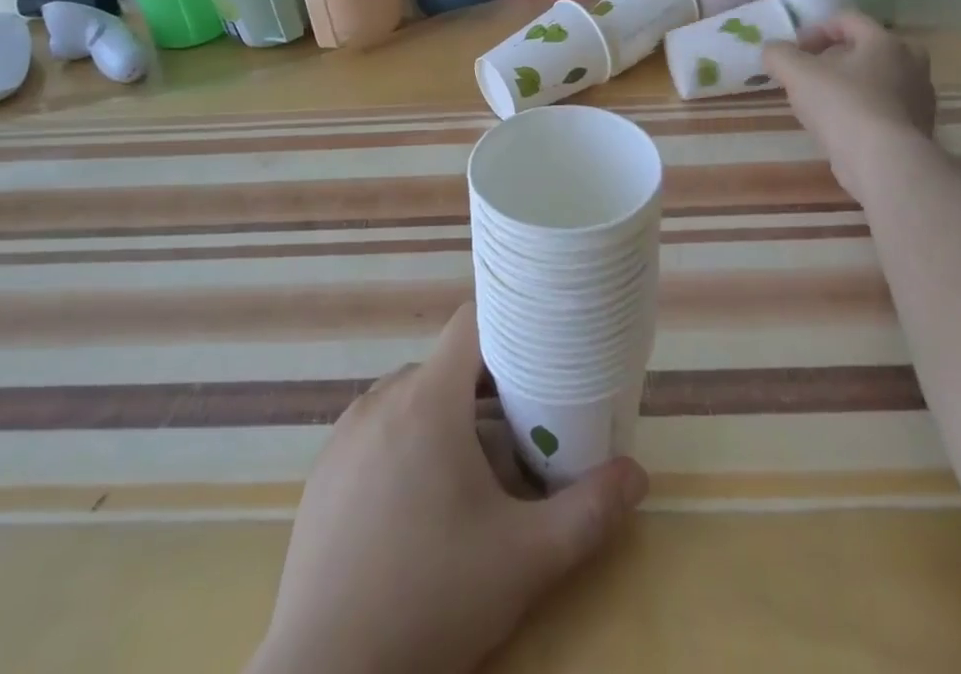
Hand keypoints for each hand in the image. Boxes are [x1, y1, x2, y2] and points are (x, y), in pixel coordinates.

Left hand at [249, 305, 648, 673]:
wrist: (324, 672)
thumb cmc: (430, 599)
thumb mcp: (524, 559)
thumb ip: (587, 511)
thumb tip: (637, 474)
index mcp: (428, 399)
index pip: (470, 322)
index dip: (507, 325)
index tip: (537, 350)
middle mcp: (382, 398)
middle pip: (445, 366)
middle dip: (484, 388)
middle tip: (519, 429)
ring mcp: (346, 433)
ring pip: (410, 398)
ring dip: (445, 416)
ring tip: (472, 471)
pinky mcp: (323, 469)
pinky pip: (376, 430)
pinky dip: (404, 443)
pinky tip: (416, 504)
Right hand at [763, 13, 936, 177]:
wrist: (884, 162)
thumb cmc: (842, 105)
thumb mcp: (796, 73)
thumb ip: (778, 55)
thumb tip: (773, 51)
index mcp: (884, 41)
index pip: (848, 19)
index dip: (815, 29)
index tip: (795, 50)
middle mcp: (910, 63)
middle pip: (867, 48)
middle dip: (837, 57)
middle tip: (812, 73)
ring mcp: (919, 98)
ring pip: (878, 80)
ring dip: (850, 85)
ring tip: (823, 104)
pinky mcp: (919, 129)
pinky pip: (886, 108)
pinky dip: (863, 110)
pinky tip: (842, 128)